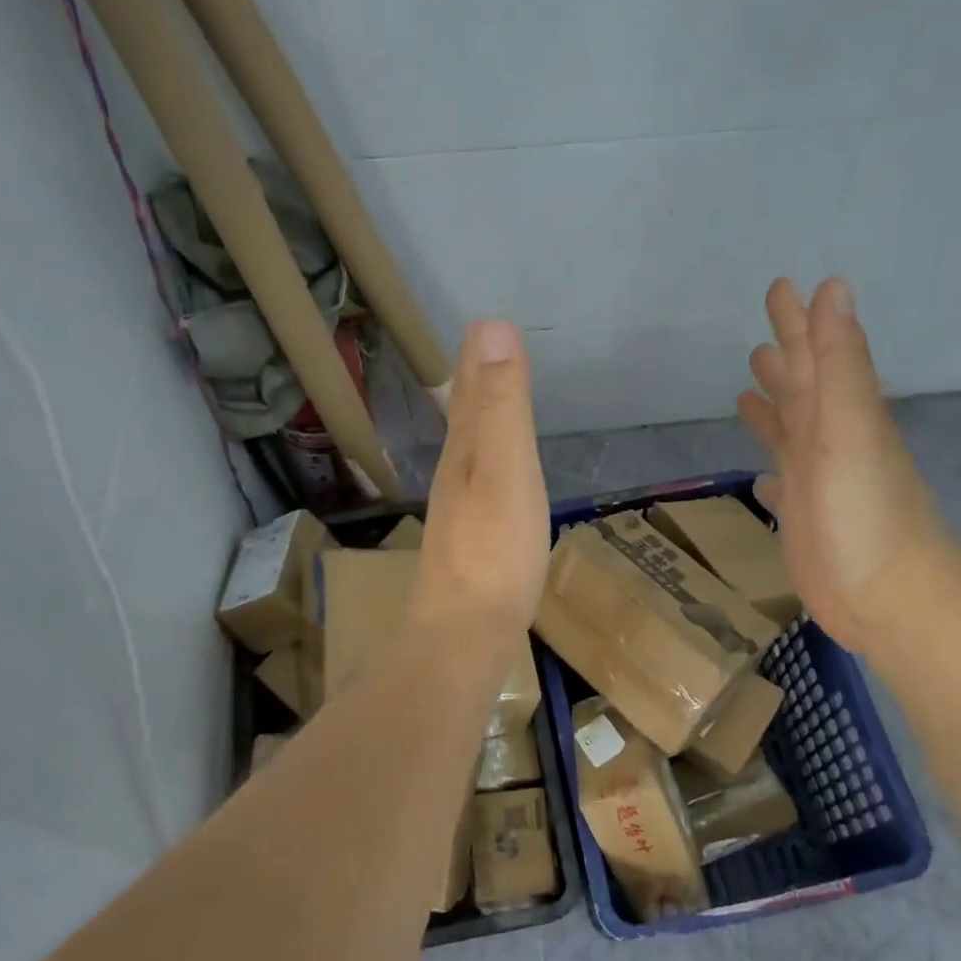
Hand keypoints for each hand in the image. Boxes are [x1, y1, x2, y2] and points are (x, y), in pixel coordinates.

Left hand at [409, 321, 549, 640]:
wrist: (463, 635)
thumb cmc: (494, 551)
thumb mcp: (504, 468)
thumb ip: (500, 404)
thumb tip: (491, 326)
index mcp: (465, 452)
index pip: (469, 392)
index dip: (477, 359)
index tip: (484, 325)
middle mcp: (456, 476)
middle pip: (464, 420)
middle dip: (474, 385)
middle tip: (482, 355)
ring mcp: (460, 514)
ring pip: (469, 453)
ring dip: (478, 423)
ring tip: (489, 406)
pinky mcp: (472, 546)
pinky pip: (481, 488)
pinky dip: (488, 467)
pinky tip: (493, 481)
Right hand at [737, 278, 958, 652]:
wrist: (886, 598)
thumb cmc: (865, 512)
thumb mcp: (850, 428)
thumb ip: (838, 362)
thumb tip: (831, 288)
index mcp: (840, 414)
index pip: (816, 354)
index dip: (798, 322)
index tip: (781, 287)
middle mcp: (828, 441)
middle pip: (802, 388)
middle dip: (783, 359)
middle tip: (758, 337)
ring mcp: (817, 481)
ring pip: (790, 433)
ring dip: (774, 410)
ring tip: (746, 391)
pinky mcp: (805, 518)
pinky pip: (783, 483)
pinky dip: (771, 472)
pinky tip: (761, 476)